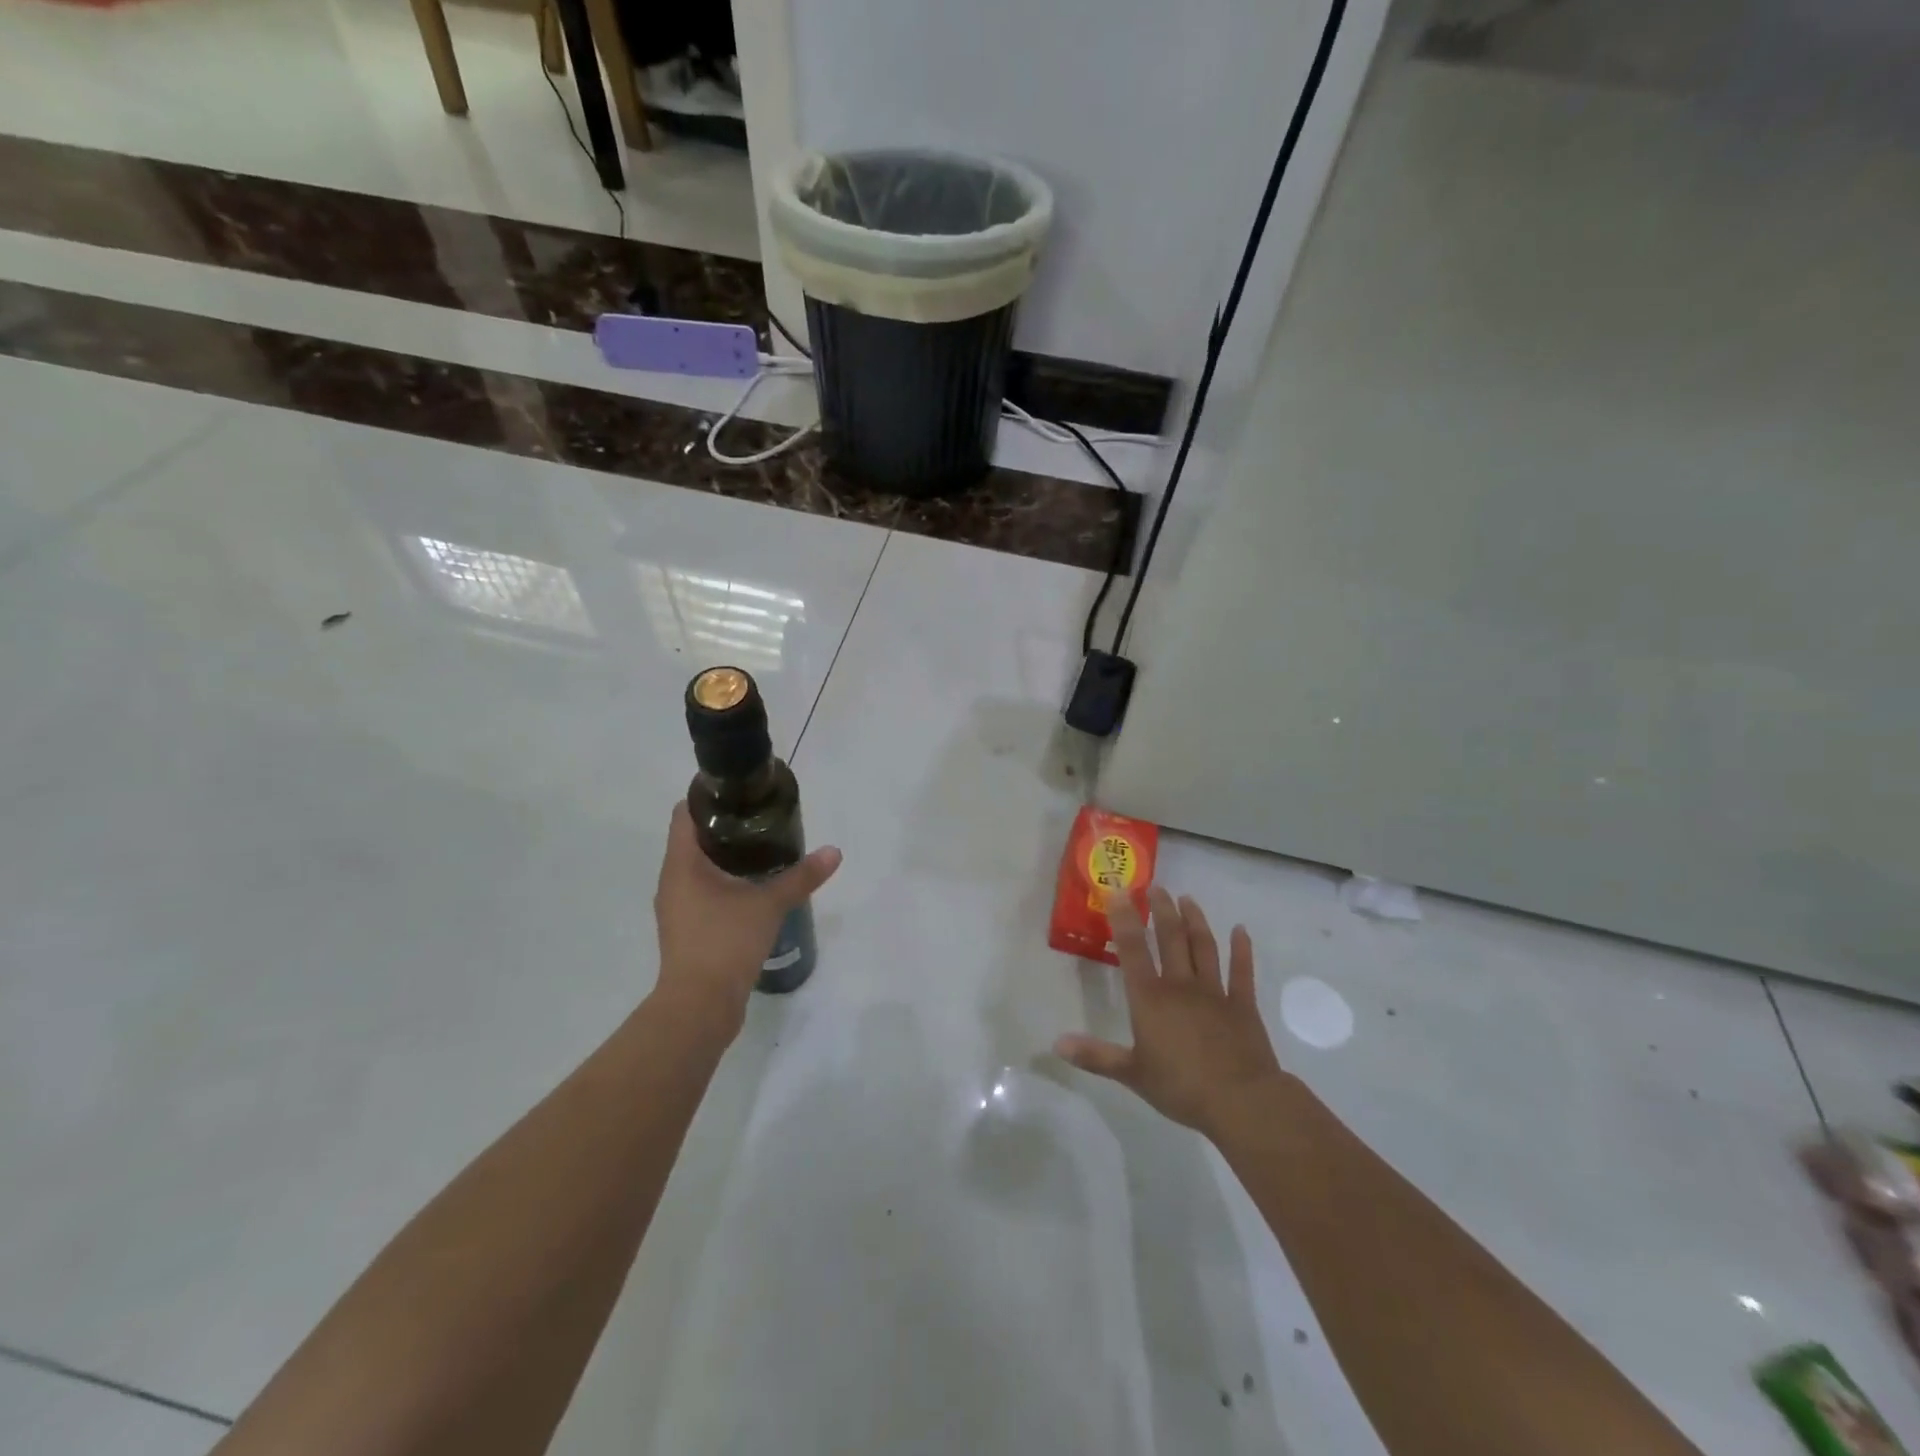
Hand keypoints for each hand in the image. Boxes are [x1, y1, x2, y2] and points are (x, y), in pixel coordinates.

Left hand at [651, 802, 841, 1035]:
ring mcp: (677, 908)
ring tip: (763, 850)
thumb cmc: (725, 942)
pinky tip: (753, 888)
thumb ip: (801, 877)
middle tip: (762, 819)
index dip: (709, 796)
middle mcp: (672, 881)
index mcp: (682, 864)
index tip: (741, 792)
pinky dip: (724, 883)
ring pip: (698, 868)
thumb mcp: (769, 904)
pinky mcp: (687, 930)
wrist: (699, 1007)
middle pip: (693, 839)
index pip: (686, 813)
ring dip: (725, 857)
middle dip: (725, 826)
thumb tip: (834, 852)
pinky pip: (703, 893)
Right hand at [1054, 886, 1284, 1137]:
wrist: (1241, 1101)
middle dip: (1162, 910)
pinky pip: (1242, 971)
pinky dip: (1242, 949)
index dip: (1124, 918)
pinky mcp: (1243, 1004)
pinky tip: (1240, 931)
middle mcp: (1180, 985)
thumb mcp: (1132, 1074)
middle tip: (1157, 887)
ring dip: (1195, 920)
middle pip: (1170, 938)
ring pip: (1203, 946)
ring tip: (1188, 899)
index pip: (1132, 949)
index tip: (1118, 891)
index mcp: (1150, 998)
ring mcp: (1214, 992)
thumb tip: (1057, 1043)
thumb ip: (1095, 1056)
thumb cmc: (1181, 1087)